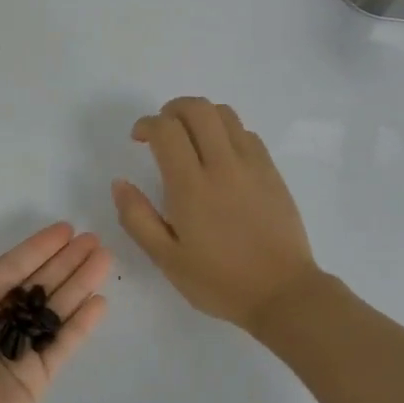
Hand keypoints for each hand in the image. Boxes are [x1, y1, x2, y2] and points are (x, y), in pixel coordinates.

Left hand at [0, 223, 110, 402]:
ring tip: (105, 259)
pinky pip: (63, 344)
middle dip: (65, 262)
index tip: (66, 229)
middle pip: (38, 285)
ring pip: (55, 310)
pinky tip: (100, 301)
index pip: (11, 268)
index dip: (38, 248)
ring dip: (79, 284)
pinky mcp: (36, 378)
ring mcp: (19, 351)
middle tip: (94, 240)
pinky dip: (81, 324)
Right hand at [113, 97, 320, 332]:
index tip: (138, 139)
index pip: (166, 130)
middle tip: (162, 131)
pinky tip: (220, 156)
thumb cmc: (219, 281)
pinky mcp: (272, 171)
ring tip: (190, 138)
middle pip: (197, 108)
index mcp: (191, 187)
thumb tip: (120, 183)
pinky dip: (226, 131)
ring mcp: (252, 165)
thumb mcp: (166, 259)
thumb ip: (137, 218)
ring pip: (224, 114)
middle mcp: (222, 165)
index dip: (147, 124)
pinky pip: (246, 133)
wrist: (283, 294)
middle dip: (172, 109)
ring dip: (200, 116)